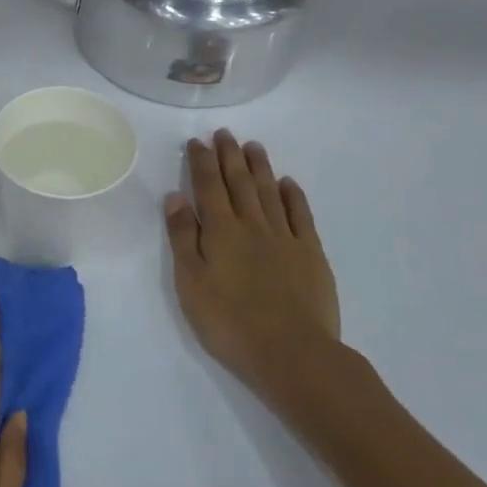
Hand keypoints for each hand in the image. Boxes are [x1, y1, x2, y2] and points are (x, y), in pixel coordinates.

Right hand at [165, 131, 342, 413]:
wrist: (292, 353)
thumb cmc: (229, 322)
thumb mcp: (190, 283)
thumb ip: (183, 237)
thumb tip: (175, 197)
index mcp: (221, 231)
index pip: (208, 186)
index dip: (202, 162)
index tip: (197, 142)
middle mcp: (252, 225)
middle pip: (240, 182)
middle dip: (229, 156)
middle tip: (225, 133)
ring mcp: (285, 237)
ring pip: (270, 192)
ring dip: (259, 167)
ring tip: (252, 146)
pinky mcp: (310, 254)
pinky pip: (301, 215)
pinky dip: (293, 195)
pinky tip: (288, 183)